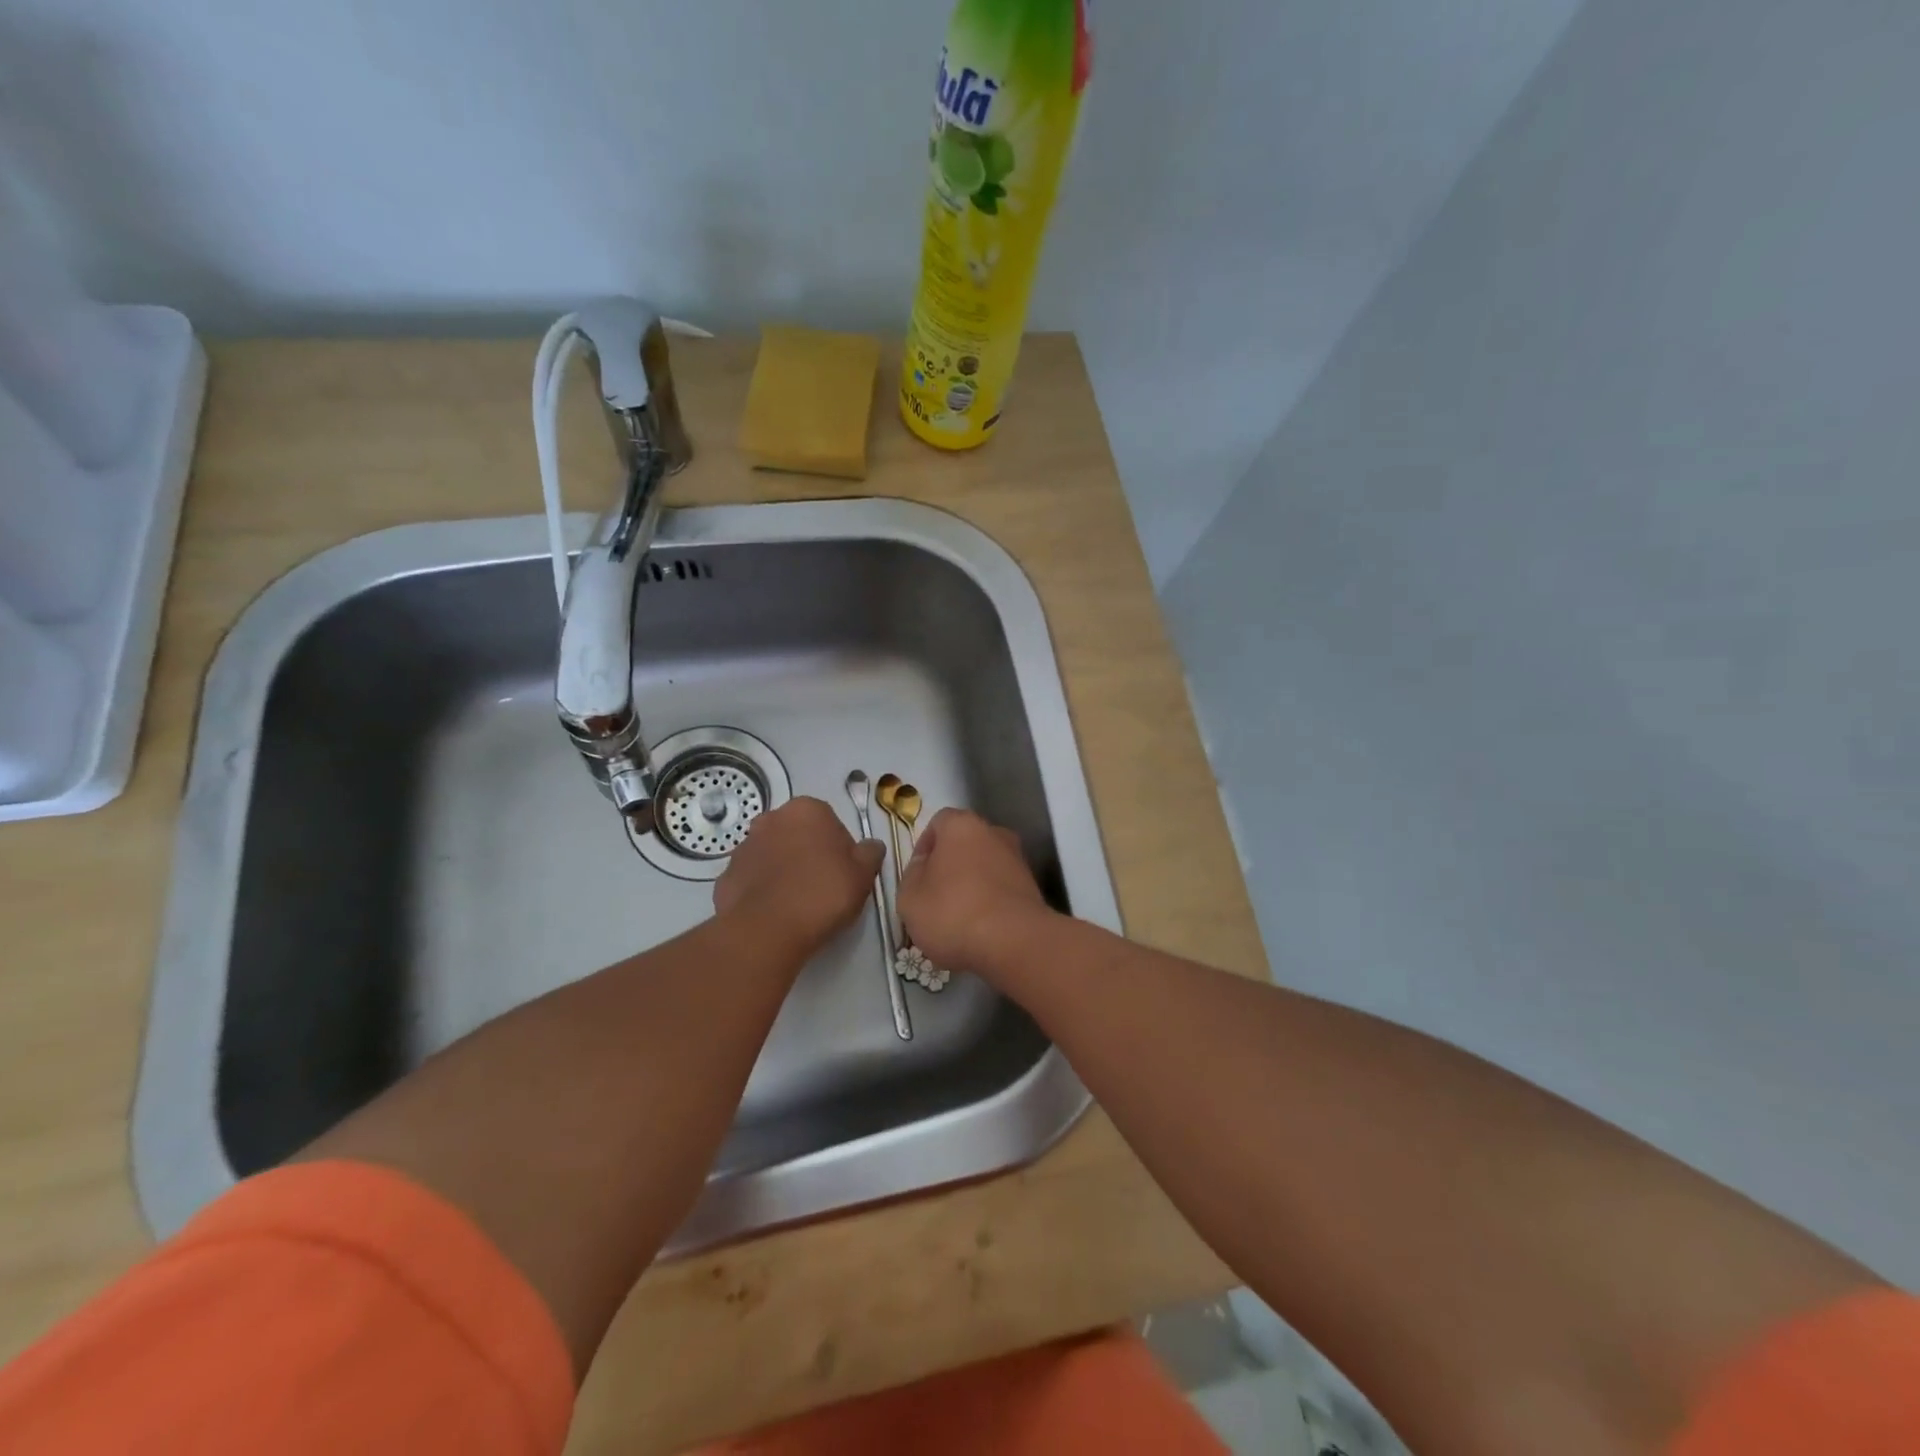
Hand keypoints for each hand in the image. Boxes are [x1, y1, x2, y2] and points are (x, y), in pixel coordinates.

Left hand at [713, 797, 883, 957]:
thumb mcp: (863, 875)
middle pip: (798, 835)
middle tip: (822, 887)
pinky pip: (752, 879)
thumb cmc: (822, 894)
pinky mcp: (726, 875)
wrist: (767, 930)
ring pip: (773, 855)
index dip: (840, 849)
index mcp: (806, 810)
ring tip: (797, 903)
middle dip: (808, 854)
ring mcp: (744, 846)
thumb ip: (871, 853)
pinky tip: (774, 912)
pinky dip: (762, 890)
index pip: (830, 822)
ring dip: (784, 870)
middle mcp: (771, 819)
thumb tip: (871, 846)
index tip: (843, 873)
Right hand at [898, 808, 1051, 974]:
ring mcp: (1018, 860)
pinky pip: (1001, 891)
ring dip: (971, 887)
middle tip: (935, 899)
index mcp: (962, 825)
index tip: (917, 877)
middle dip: (949, 868)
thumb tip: (925, 866)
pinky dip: (990, 904)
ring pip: (985, 869)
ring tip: (957, 922)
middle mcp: (994, 834)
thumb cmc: (953, 912)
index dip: (924, 848)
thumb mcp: (909, 897)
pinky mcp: (1033, 888)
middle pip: (964, 845)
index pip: (938, 823)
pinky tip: (980, 931)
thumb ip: (912, 875)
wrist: (1014, 942)